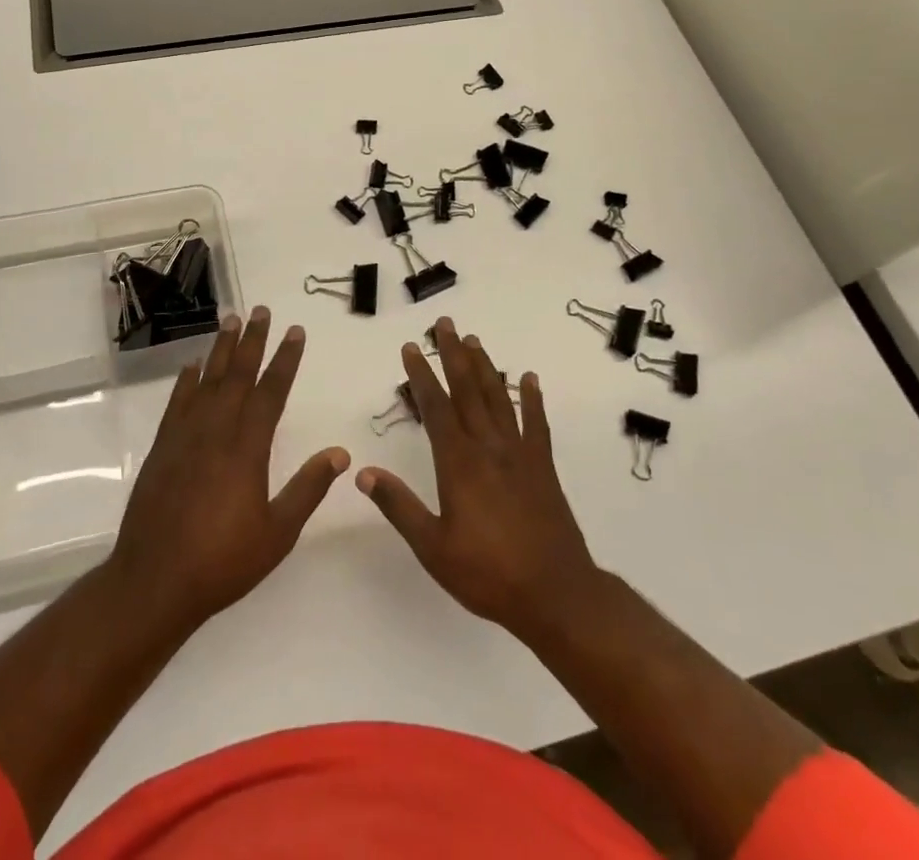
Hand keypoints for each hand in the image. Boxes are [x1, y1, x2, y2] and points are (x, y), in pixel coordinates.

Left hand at [109, 306, 347, 635]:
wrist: (154, 581)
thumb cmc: (222, 561)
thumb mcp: (277, 533)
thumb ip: (308, 488)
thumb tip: (341, 453)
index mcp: (247, 448)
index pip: (271, 391)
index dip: (285, 359)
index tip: (295, 331)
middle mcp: (216, 431)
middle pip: (237, 374)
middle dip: (253, 340)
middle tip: (261, 310)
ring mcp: (185, 436)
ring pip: (206, 380)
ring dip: (220, 349)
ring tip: (230, 319)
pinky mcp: (162, 447)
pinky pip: (177, 402)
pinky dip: (186, 380)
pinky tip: (192, 366)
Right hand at [358, 317, 602, 642]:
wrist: (556, 594)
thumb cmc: (488, 574)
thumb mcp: (433, 547)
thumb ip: (399, 506)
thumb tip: (363, 471)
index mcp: (459, 463)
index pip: (435, 407)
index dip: (421, 375)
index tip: (410, 347)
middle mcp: (488, 447)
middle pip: (468, 390)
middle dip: (452, 354)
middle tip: (444, 323)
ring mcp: (519, 453)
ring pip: (499, 398)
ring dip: (485, 366)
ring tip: (473, 340)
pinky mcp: (542, 467)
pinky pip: (536, 423)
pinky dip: (532, 398)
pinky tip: (529, 378)